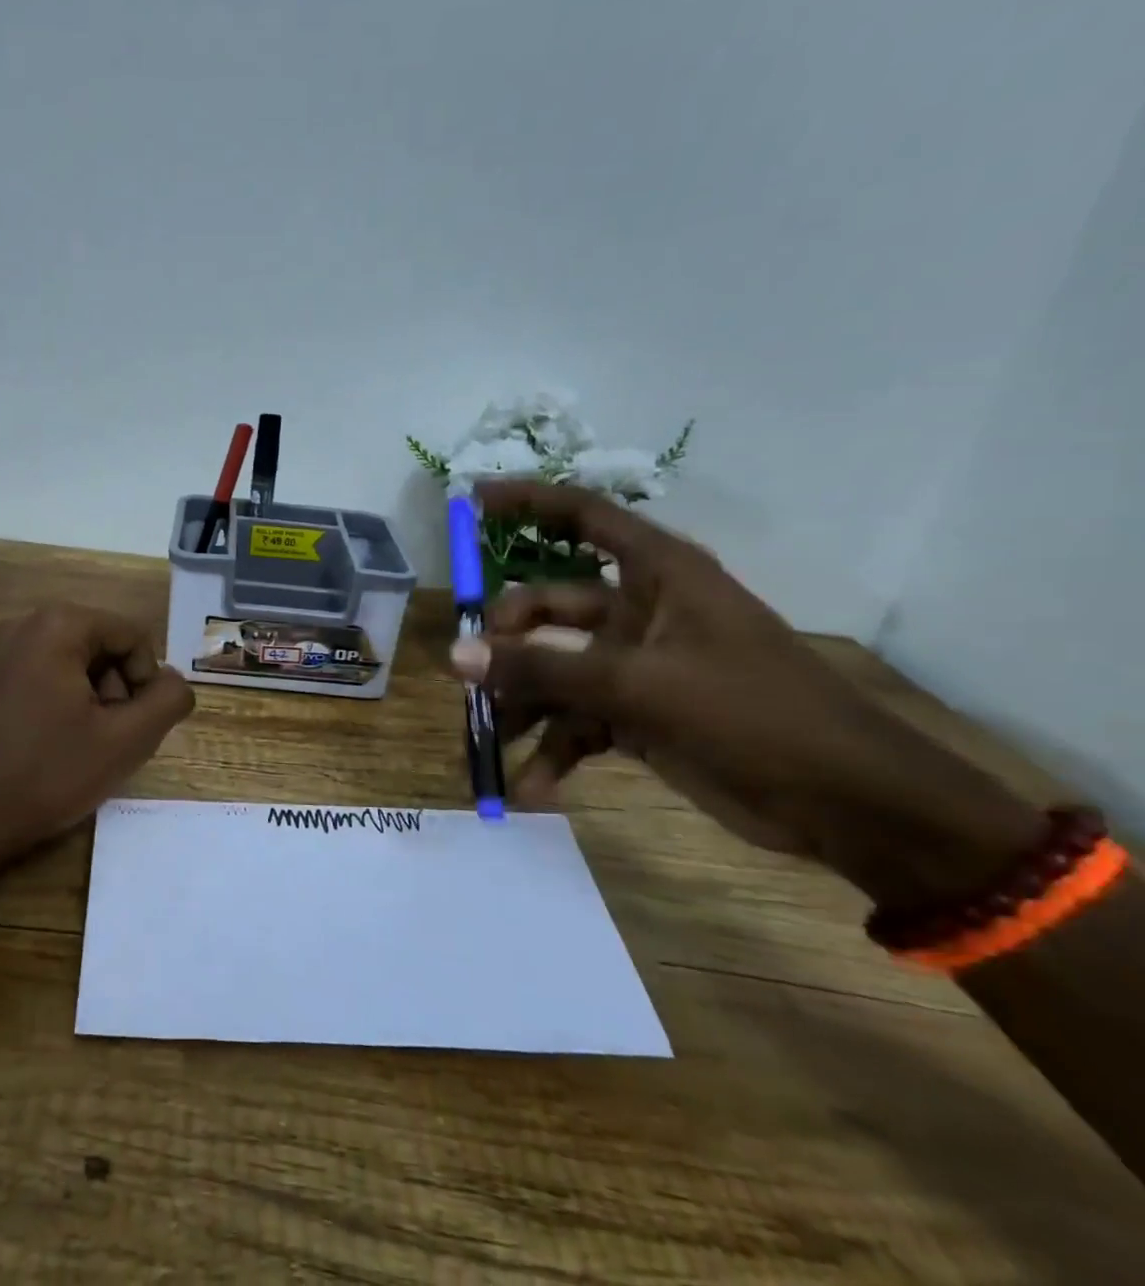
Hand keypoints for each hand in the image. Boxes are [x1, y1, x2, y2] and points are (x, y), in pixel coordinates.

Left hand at [0, 604, 194, 860]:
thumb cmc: (46, 775)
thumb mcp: (125, 740)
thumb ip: (167, 701)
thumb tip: (175, 682)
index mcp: (58, 624)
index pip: (132, 637)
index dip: (146, 681)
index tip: (134, 726)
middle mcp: (24, 623)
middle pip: (102, 646)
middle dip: (117, 690)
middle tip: (110, 739)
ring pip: (75, 663)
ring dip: (92, 700)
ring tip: (82, 747)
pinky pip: (44, 676)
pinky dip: (62, 703)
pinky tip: (53, 745)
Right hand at [453, 481, 1041, 907]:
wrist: (849, 805)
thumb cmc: (753, 715)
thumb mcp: (639, 685)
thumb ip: (542, 668)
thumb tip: (456, 654)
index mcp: (658, 575)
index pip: (583, 517)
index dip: (527, 502)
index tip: (471, 501)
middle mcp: (640, 611)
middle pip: (548, 604)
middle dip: (505, 639)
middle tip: (468, 673)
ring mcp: (636, 665)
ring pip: (554, 669)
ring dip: (520, 704)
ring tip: (488, 739)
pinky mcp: (637, 715)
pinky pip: (575, 722)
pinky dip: (552, 750)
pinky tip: (530, 788)